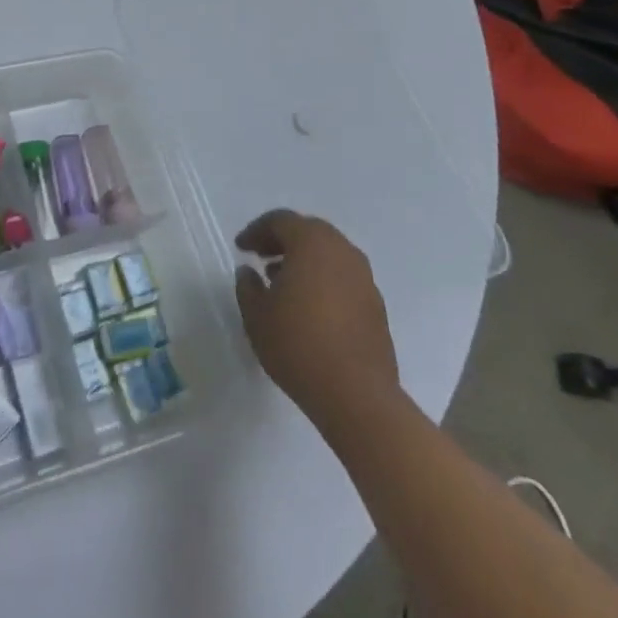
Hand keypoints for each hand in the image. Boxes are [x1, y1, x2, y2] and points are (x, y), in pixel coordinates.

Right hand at [233, 210, 398, 414]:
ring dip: (305, 260)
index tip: (241, 248)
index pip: (281, 221)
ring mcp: (364, 279)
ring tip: (283, 283)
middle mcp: (342, 251)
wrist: (357, 396)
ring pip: (329, 254)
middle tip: (261, 257)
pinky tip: (309, 307)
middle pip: (309, 232)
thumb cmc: (298, 345)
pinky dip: (324, 280)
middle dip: (283, 241)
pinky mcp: (376, 306)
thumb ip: (247, 286)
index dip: (256, 231)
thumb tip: (249, 272)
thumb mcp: (256, 315)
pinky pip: (344, 278)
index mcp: (312, 243)